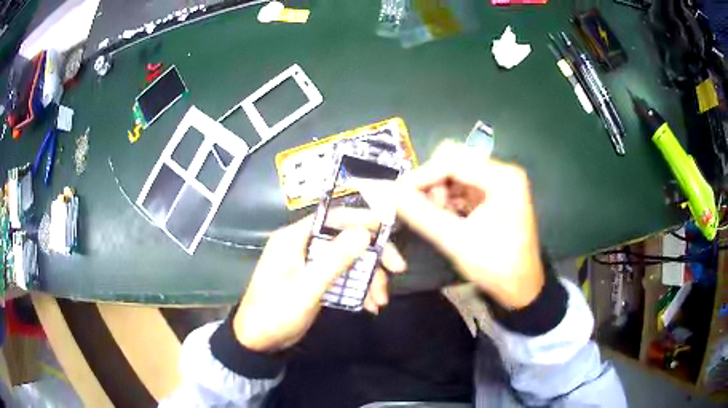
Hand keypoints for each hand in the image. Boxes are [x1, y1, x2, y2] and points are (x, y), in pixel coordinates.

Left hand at [233, 211, 406, 351]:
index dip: (363, 221)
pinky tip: (369, 305)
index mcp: (294, 238)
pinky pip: (341, 276)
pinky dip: (357, 288)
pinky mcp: (314, 280)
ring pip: (347, 260)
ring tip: (380, 302)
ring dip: (368, 278)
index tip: (390, 231)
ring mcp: (309, 263)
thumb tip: (364, 233)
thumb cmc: (277, 312)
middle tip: (397, 270)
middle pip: (345, 239)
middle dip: (372, 256)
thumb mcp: (307, 288)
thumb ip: (334, 260)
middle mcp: (303, 245)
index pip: (333, 218)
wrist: (258, 341)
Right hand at [394, 142, 543, 308]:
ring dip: (439, 190)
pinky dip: (448, 197)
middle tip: (423, 207)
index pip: (453, 161)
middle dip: (433, 180)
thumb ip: (422, 215)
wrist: (521, 288)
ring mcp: (498, 182)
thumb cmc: (496, 266)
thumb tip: (391, 193)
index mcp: (502, 178)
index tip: (398, 193)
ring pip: (456, 171)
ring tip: (436, 217)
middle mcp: (502, 172)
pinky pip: (461, 184)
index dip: (422, 175)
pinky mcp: (493, 193)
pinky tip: (445, 217)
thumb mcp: (457, 241)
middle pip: (455, 159)